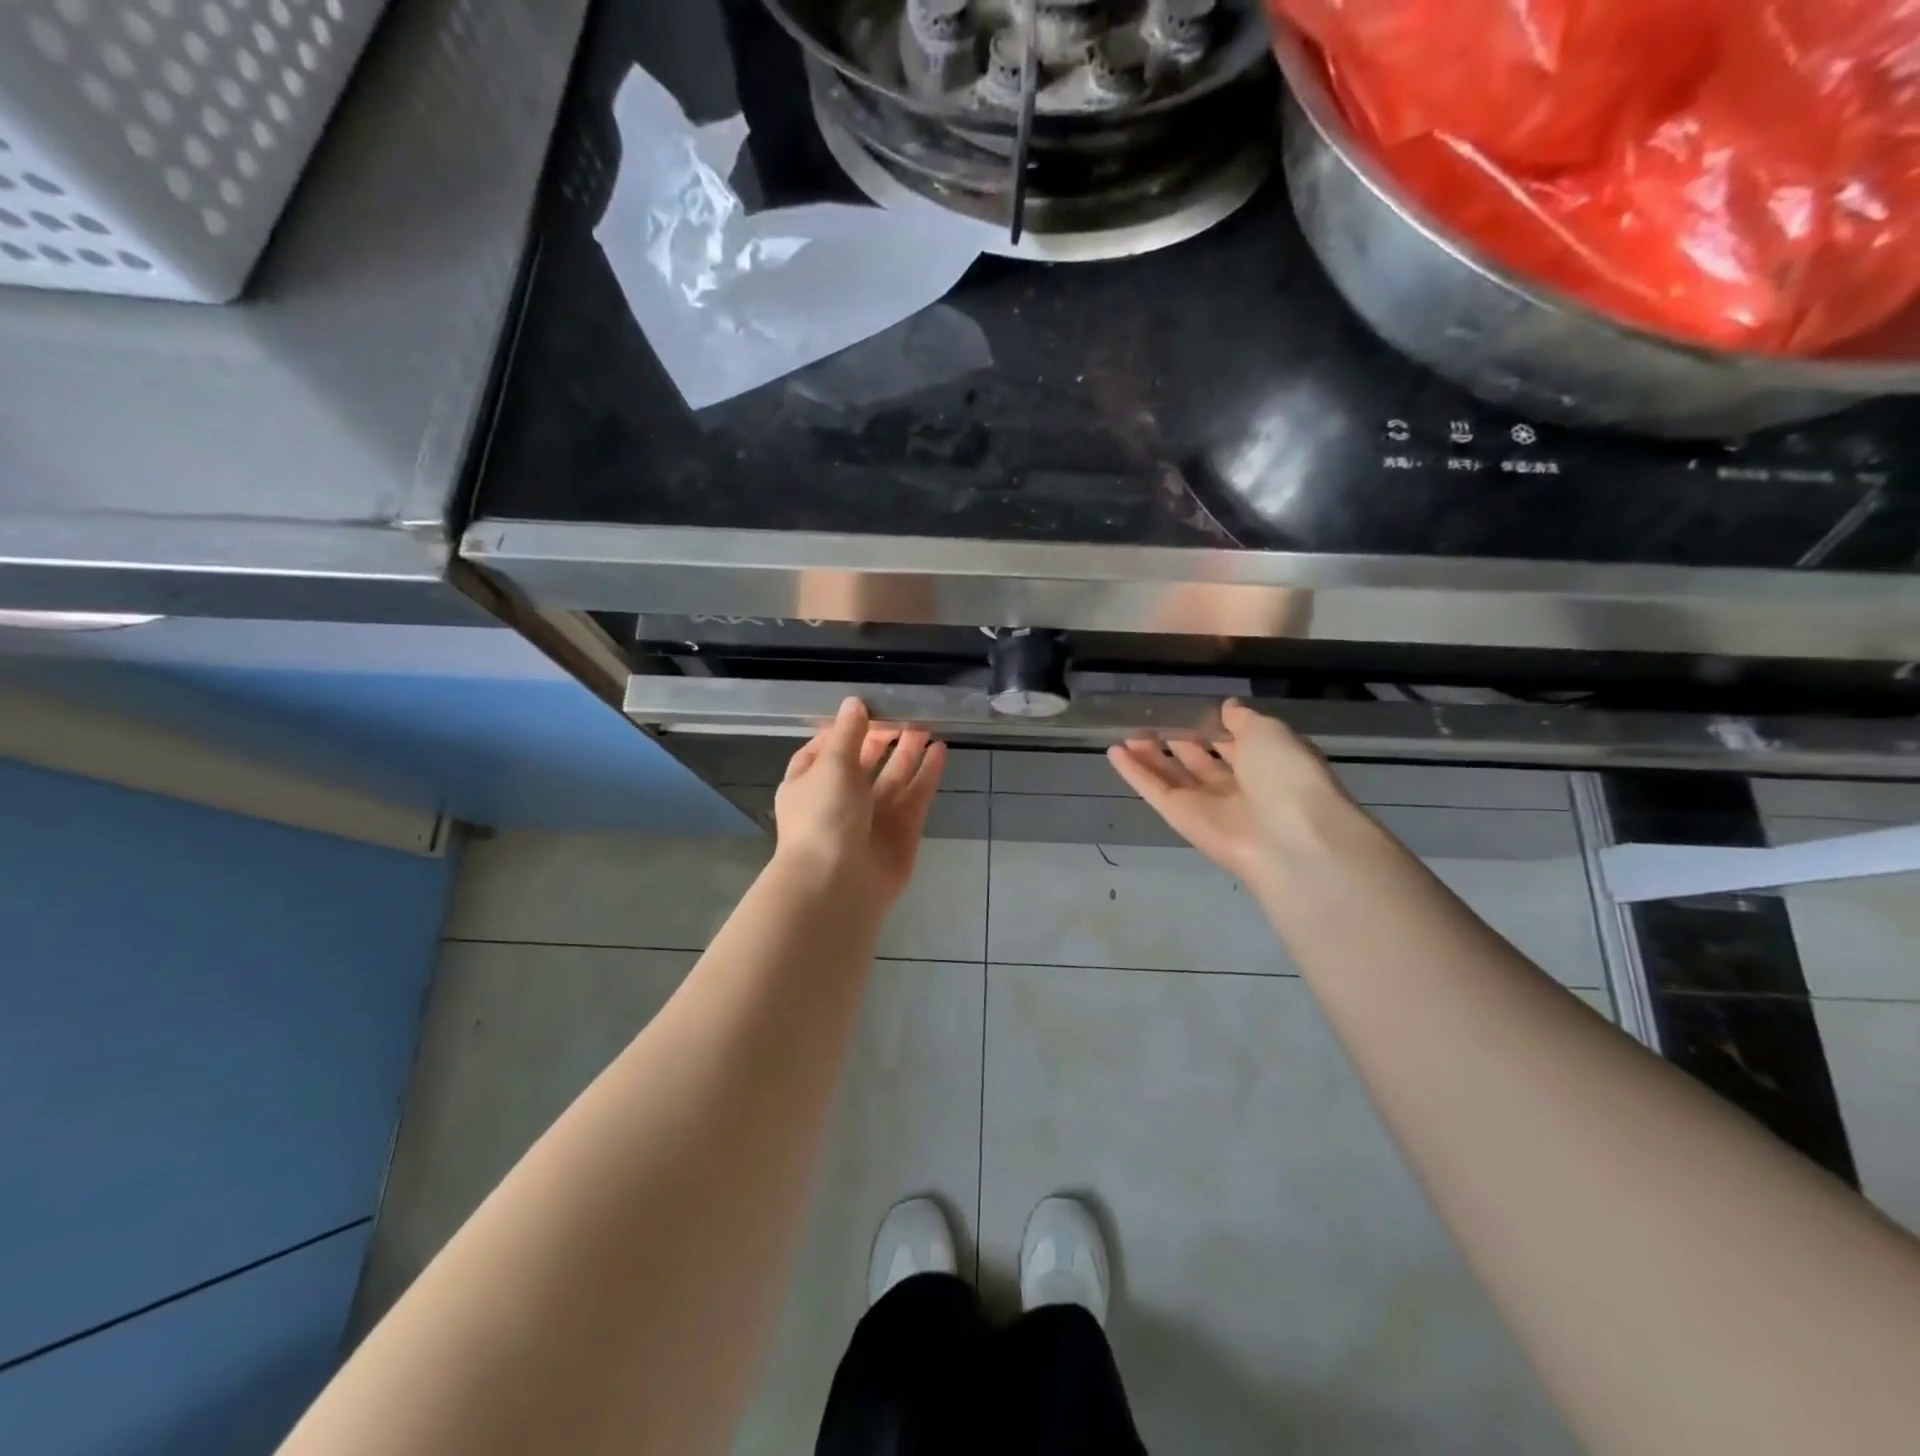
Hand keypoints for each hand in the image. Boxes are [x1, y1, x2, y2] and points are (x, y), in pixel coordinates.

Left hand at [774, 698, 946, 905]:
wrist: (837, 884)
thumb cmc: (824, 816)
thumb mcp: (831, 765)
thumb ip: (848, 733)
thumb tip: (854, 702)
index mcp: (809, 783)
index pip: (826, 748)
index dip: (846, 728)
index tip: (869, 706)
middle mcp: (840, 798)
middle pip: (864, 761)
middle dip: (883, 737)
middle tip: (906, 711)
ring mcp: (872, 816)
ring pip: (893, 777)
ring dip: (908, 751)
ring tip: (927, 724)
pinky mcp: (901, 830)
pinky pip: (916, 796)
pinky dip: (927, 774)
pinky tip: (940, 750)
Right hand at [1107, 700, 1360, 890]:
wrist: (1288, 837)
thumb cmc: (1286, 775)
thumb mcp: (1269, 733)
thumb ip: (1243, 719)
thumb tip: (1227, 708)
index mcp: (1268, 767)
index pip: (1238, 747)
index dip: (1218, 731)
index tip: (1196, 713)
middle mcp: (1239, 788)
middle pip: (1201, 764)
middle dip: (1180, 745)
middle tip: (1153, 725)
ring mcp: (1208, 806)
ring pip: (1174, 777)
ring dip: (1151, 757)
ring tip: (1129, 736)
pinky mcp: (1181, 818)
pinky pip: (1155, 791)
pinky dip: (1134, 773)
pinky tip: (1114, 752)